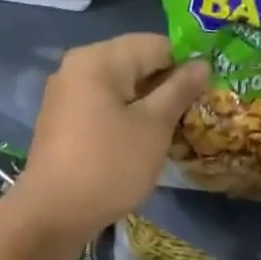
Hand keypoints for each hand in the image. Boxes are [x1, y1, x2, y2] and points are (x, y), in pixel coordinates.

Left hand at [12, 35, 208, 244]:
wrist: (51, 215)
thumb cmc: (109, 165)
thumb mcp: (153, 127)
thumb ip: (179, 90)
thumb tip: (202, 63)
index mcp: (98, 58)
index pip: (156, 44)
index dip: (187, 65)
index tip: (209, 93)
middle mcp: (77, 66)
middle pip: (136, 62)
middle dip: (168, 84)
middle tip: (197, 113)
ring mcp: (66, 92)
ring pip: (121, 86)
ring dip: (149, 103)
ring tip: (177, 129)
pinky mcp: (63, 118)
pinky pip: (104, 104)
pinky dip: (127, 115)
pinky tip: (146, 140)